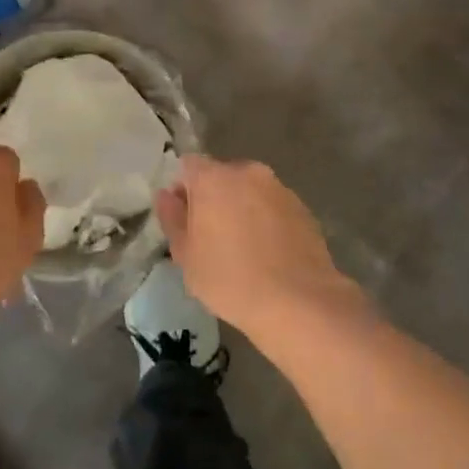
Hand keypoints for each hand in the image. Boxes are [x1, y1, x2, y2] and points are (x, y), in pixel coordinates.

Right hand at [154, 155, 371, 340]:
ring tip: (242, 249)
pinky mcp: (303, 208)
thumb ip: (172, 218)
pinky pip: (273, 207)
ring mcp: (280, 188)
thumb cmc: (230, 279)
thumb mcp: (186, 255)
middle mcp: (248, 172)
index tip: (184, 220)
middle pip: (221, 176)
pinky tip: (267, 254)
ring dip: (241, 209)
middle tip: (210, 238)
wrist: (298, 302)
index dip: (182, 189)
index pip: (188, 166)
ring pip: (249, 191)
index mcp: (214, 177)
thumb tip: (166, 195)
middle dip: (213, 199)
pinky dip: (266, 221)